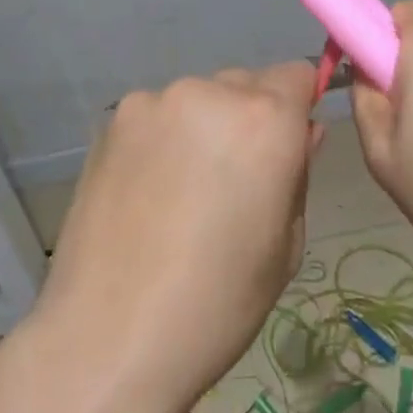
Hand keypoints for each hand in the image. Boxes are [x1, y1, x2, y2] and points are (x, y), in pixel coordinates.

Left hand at [31, 61, 320, 412]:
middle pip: (245, 85)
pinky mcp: (112, 119)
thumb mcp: (283, 246)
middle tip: (233, 178)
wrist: (110, 337)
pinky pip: (155, 116)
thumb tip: (302, 132)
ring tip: (182, 189)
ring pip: (197, 99)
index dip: (297, 107)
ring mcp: (154, 101)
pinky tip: (147, 189)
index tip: (287, 146)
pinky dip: (161, 138)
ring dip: (202, 127)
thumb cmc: (217, 304)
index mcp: (264, 121)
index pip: (297, 76)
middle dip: (249, 118)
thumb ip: (297, 173)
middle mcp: (209, 92)